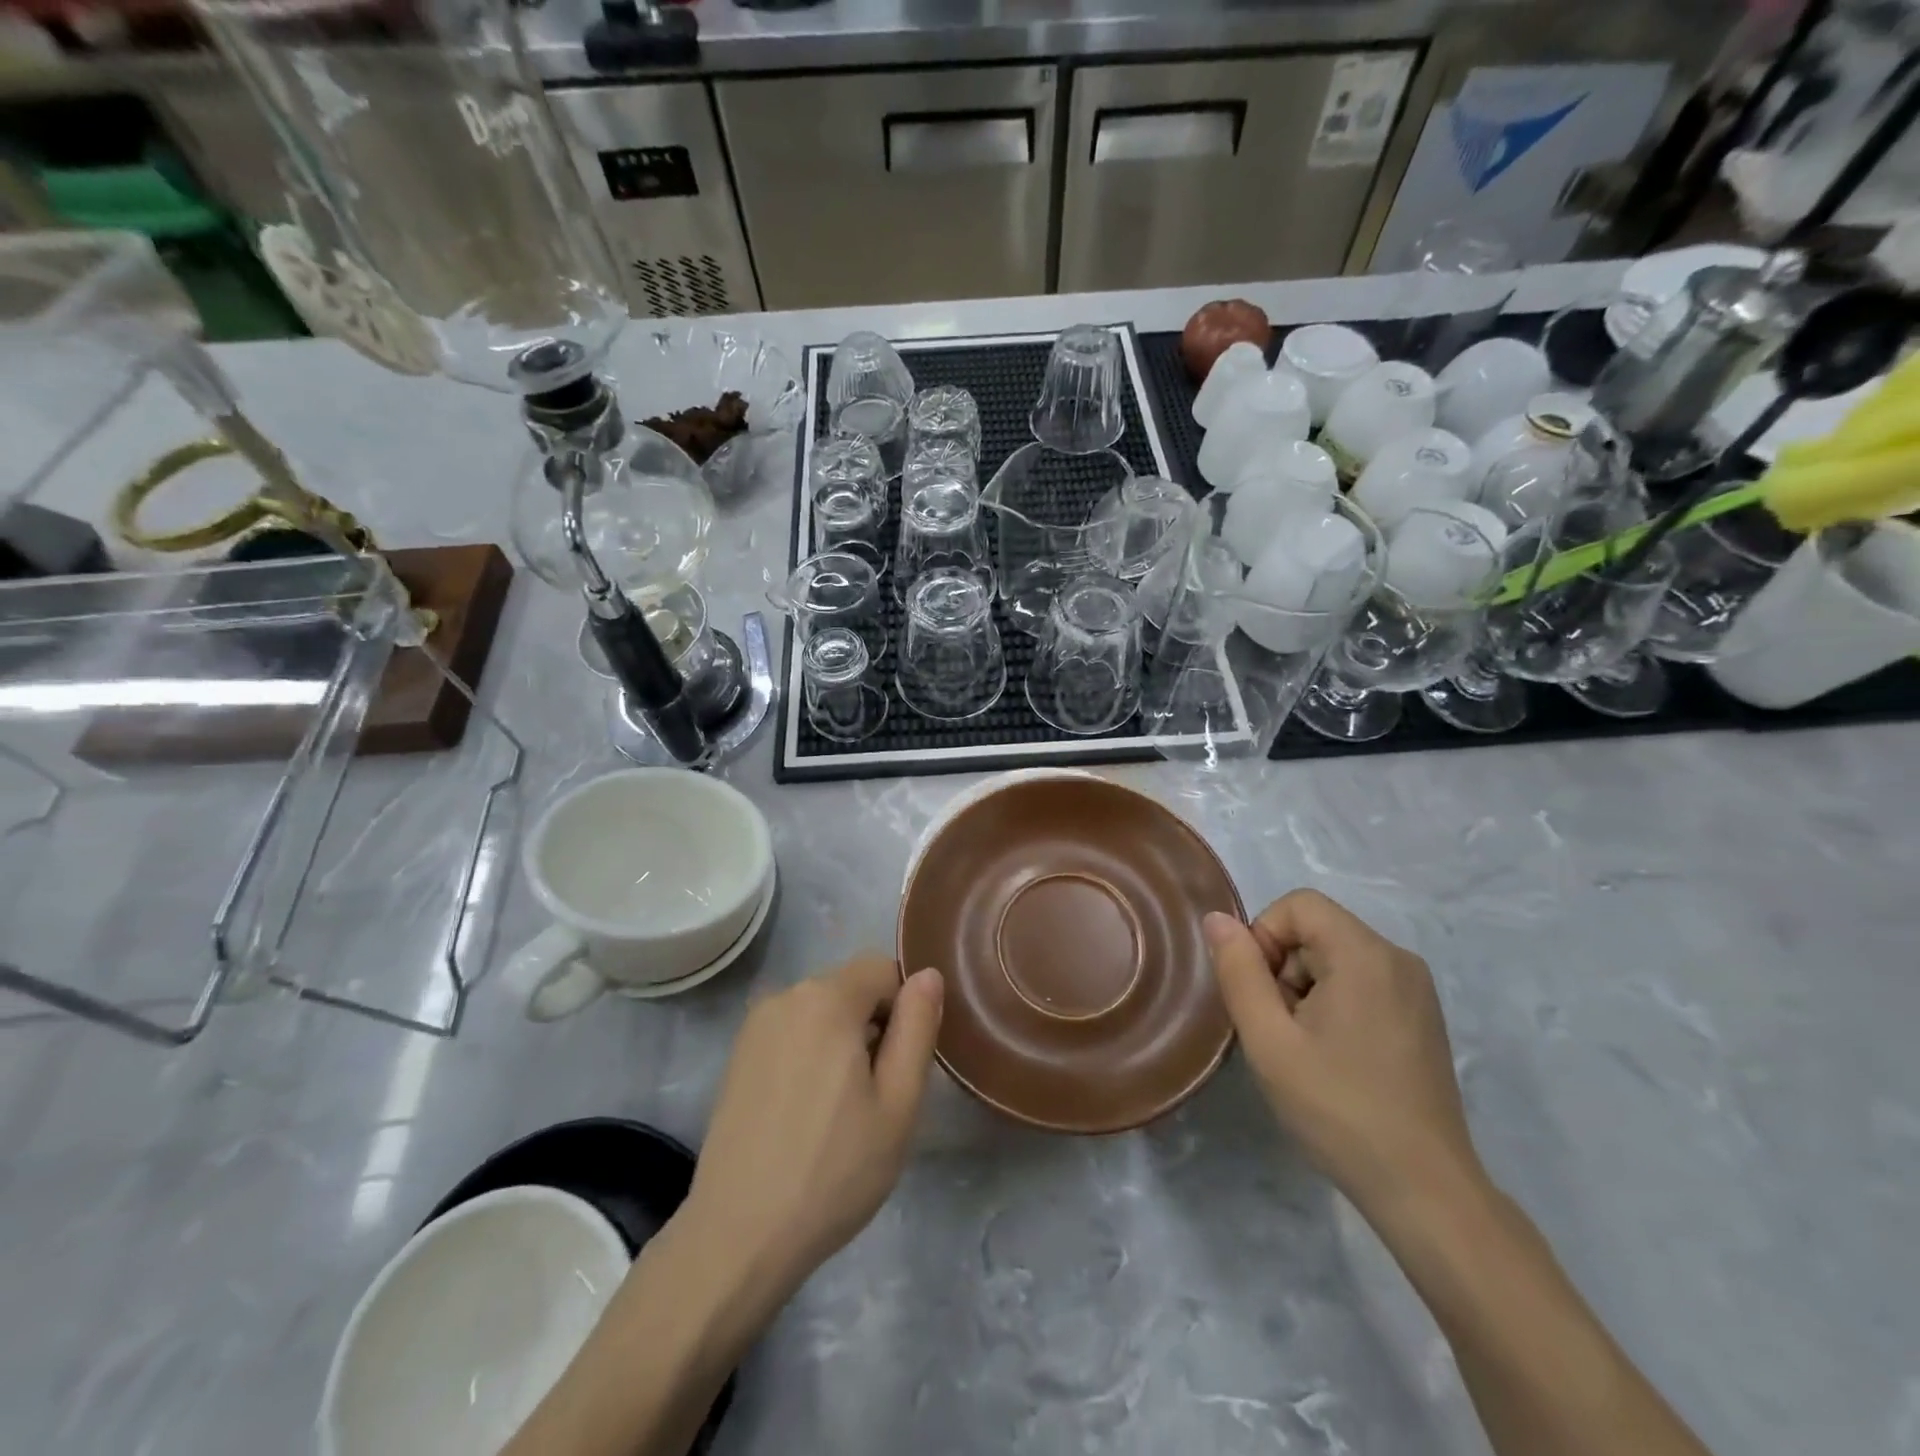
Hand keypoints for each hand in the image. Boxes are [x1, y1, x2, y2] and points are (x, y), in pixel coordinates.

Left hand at [682, 955, 942, 1300]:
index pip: (884, 969)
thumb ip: (918, 1028)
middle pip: (851, 988)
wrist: (739, 1236)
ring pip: (821, 1011)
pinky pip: (792, 1032)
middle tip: (876, 1095)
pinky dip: (810, 1055)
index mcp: (827, 998)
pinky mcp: (737, 1055)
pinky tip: (806, 1113)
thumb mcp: (898, 1103)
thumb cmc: (833, 1170)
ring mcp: (755, 1025)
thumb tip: (928, 974)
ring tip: (841, 1110)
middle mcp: (786, 995)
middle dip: (873, 1025)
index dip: (905, 1010)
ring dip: (842, 1041)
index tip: (901, 1066)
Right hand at [1204, 892, 1481, 1221]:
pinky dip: (1333, 1003)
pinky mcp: (1422, 1017)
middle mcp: (1398, 958)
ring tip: (1305, 1049)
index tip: (1261, 995)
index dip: (1264, 937)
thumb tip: (1217, 919)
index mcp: (1365, 954)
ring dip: (1305, 989)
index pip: (1298, 905)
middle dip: (1283, 968)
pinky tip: (1333, 1057)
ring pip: (1336, 957)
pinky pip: (1361, 981)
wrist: (1424, 1190)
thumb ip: (1239, 972)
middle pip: (1317, 930)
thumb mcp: (1269, 1040)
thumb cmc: (1338, 1109)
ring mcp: (1416, 989)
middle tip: (1279, 1029)